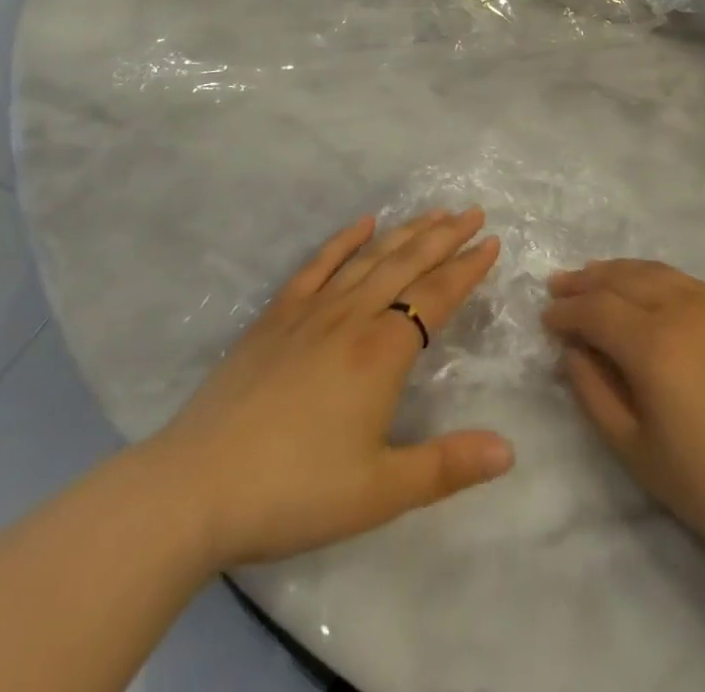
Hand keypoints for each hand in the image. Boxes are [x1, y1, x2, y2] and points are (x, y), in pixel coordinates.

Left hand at [149, 209, 512, 566]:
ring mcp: (311, 311)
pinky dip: (343, 240)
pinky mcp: (276, 317)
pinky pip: (318, 265)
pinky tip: (362, 224)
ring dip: (405, 232)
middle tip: (472, 213)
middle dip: (444, 236)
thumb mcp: (379, 491)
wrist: (195, 488)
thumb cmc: (294, 491)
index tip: (491, 242)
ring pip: (369, 258)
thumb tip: (509, 450)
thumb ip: (447, 467)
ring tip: (433, 214)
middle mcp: (352, 317)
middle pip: (407, 264)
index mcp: (382, 352)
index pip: (437, 296)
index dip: (467, 268)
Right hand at [543, 260, 704, 549]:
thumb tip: (572, 351)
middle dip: (585, 281)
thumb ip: (592, 392)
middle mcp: (681, 307)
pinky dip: (658, 279)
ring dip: (619, 271)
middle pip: (622, 279)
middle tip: (560, 284)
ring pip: (656, 271)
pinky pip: (689, 282)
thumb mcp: (633, 448)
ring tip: (596, 275)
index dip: (565, 311)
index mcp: (651, 343)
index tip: (545, 317)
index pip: (594, 310)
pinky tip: (649, 290)